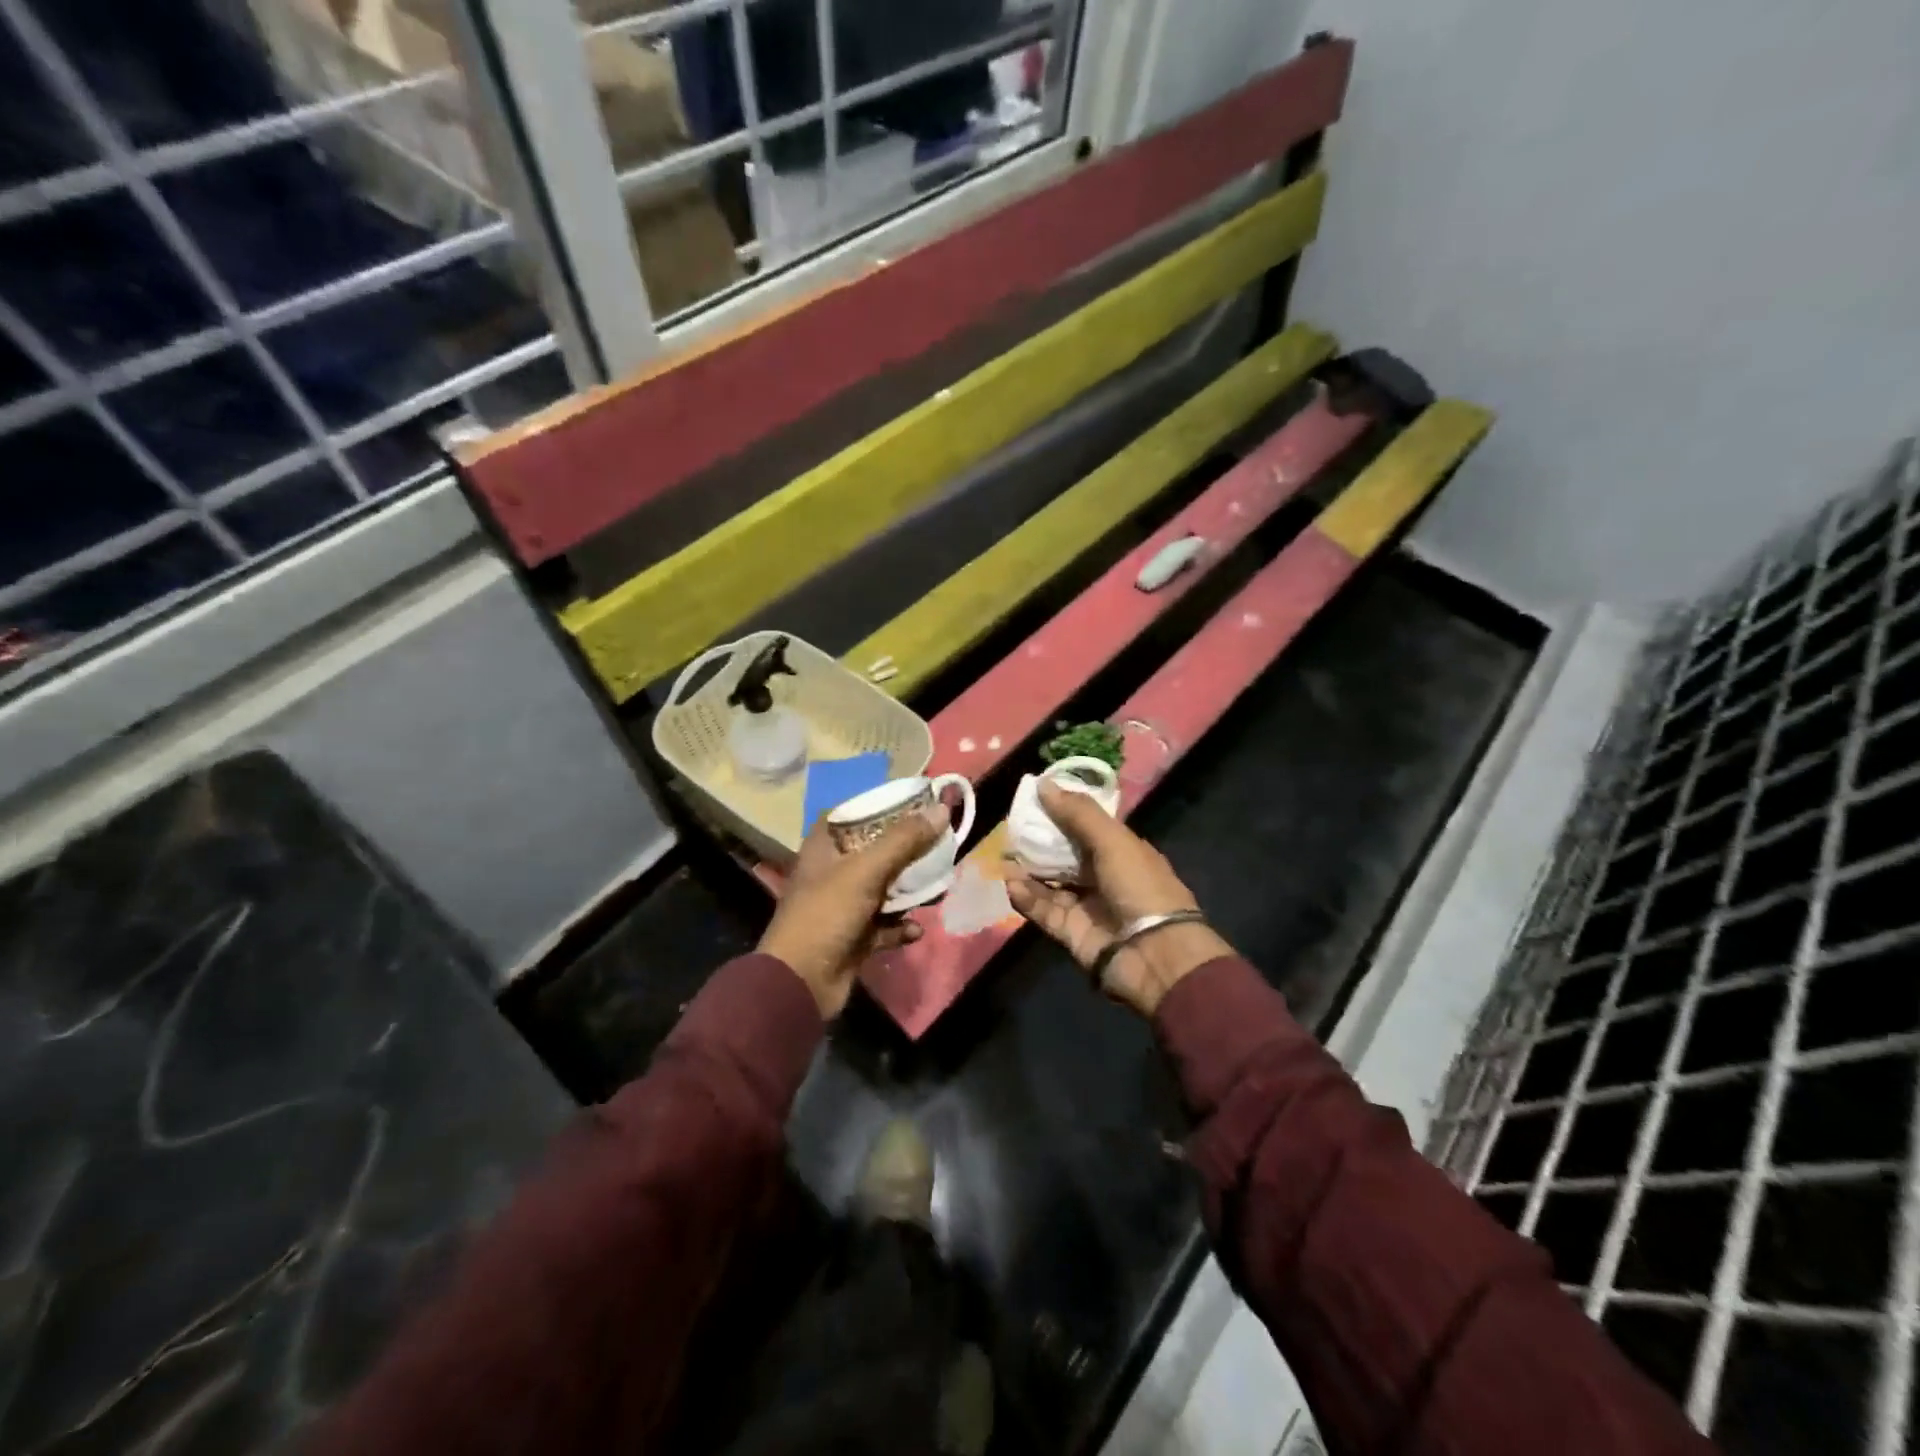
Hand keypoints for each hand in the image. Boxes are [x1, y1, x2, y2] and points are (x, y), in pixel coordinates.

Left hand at [759, 810, 941, 1018]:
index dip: (879, 808)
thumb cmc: (827, 914)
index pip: (851, 815)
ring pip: (883, 890)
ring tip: (938, 886)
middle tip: (938, 845)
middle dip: (906, 851)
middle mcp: (832, 874)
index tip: (914, 805)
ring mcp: (843, 907)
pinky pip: (884, 926)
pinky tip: (916, 929)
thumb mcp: (866, 871)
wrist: (800, 983)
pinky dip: (901, 927)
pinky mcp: (853, 938)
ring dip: (909, 891)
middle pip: (874, 852)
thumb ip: (904, 840)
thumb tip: (941, 808)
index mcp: (824, 849)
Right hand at [1005, 782, 1232, 1016]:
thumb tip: (1043, 784)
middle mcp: (1103, 877)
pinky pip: (1043, 910)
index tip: (1033, 800)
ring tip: (1004, 857)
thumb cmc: (1140, 887)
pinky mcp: (1070, 931)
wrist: (1154, 954)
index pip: (1087, 827)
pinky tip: (1010, 883)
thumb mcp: (1113, 841)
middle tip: (1011, 829)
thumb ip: (1078, 813)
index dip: (1062, 813)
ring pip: (1049, 882)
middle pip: (1064, 855)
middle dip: (1039, 843)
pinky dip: (1027, 897)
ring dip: (1027, 870)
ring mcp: (1086, 906)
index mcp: (1122, 852)